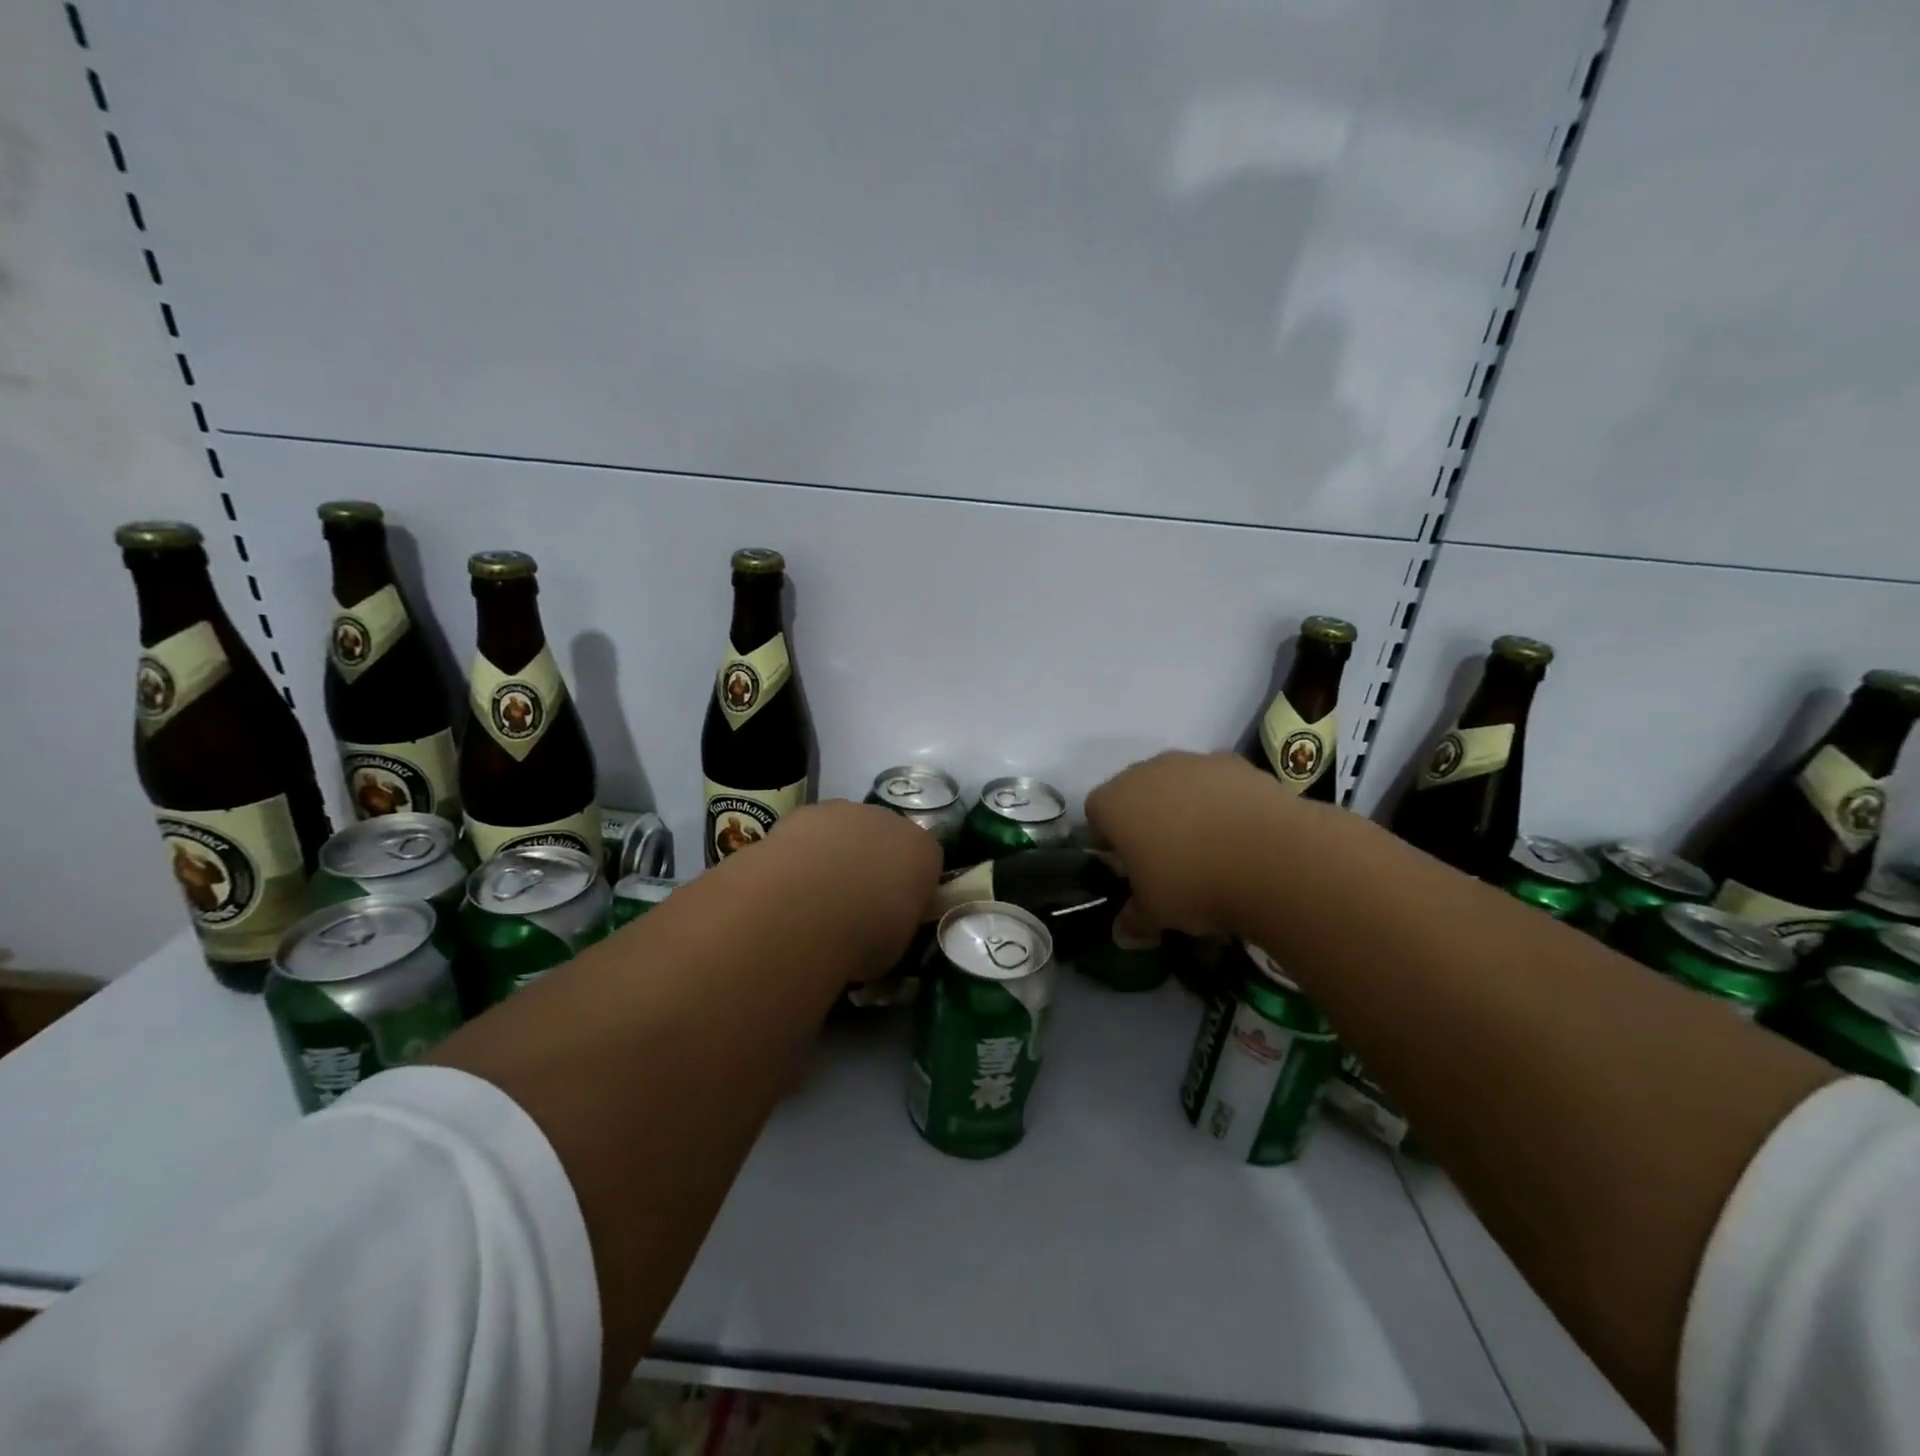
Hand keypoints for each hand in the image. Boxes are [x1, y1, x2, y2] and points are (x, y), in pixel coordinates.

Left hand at [714, 799, 942, 983]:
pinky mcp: (805, 812)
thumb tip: (884, 927)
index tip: (894, 909)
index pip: (925, 860)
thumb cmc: (865, 935)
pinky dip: (803, 851)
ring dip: (837, 853)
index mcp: (923, 851)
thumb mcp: (896, 944)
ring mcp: (846, 811)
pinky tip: (788, 881)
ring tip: (815, 894)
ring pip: (846, 829)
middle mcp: (890, 821)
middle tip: (853, 902)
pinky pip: (810, 831)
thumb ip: (896, 923)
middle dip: (873, 862)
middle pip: (886, 838)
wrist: (807, 909)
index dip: (909, 884)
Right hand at [1085, 751, 1295, 936]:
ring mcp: (1192, 762)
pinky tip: (1242, 834)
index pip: (1095, 814)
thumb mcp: (1156, 913)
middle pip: (1135, 792)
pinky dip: (1223, 801)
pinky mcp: (1235, 763)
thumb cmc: (1193, 883)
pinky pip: (1217, 782)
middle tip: (1168, 859)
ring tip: (1212, 848)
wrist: (1273, 857)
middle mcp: (1146, 772)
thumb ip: (1133, 919)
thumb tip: (1122, 935)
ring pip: (1177, 783)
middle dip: (1146, 819)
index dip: (1108, 840)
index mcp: (1114, 803)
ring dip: (1186, 807)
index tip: (1128, 868)